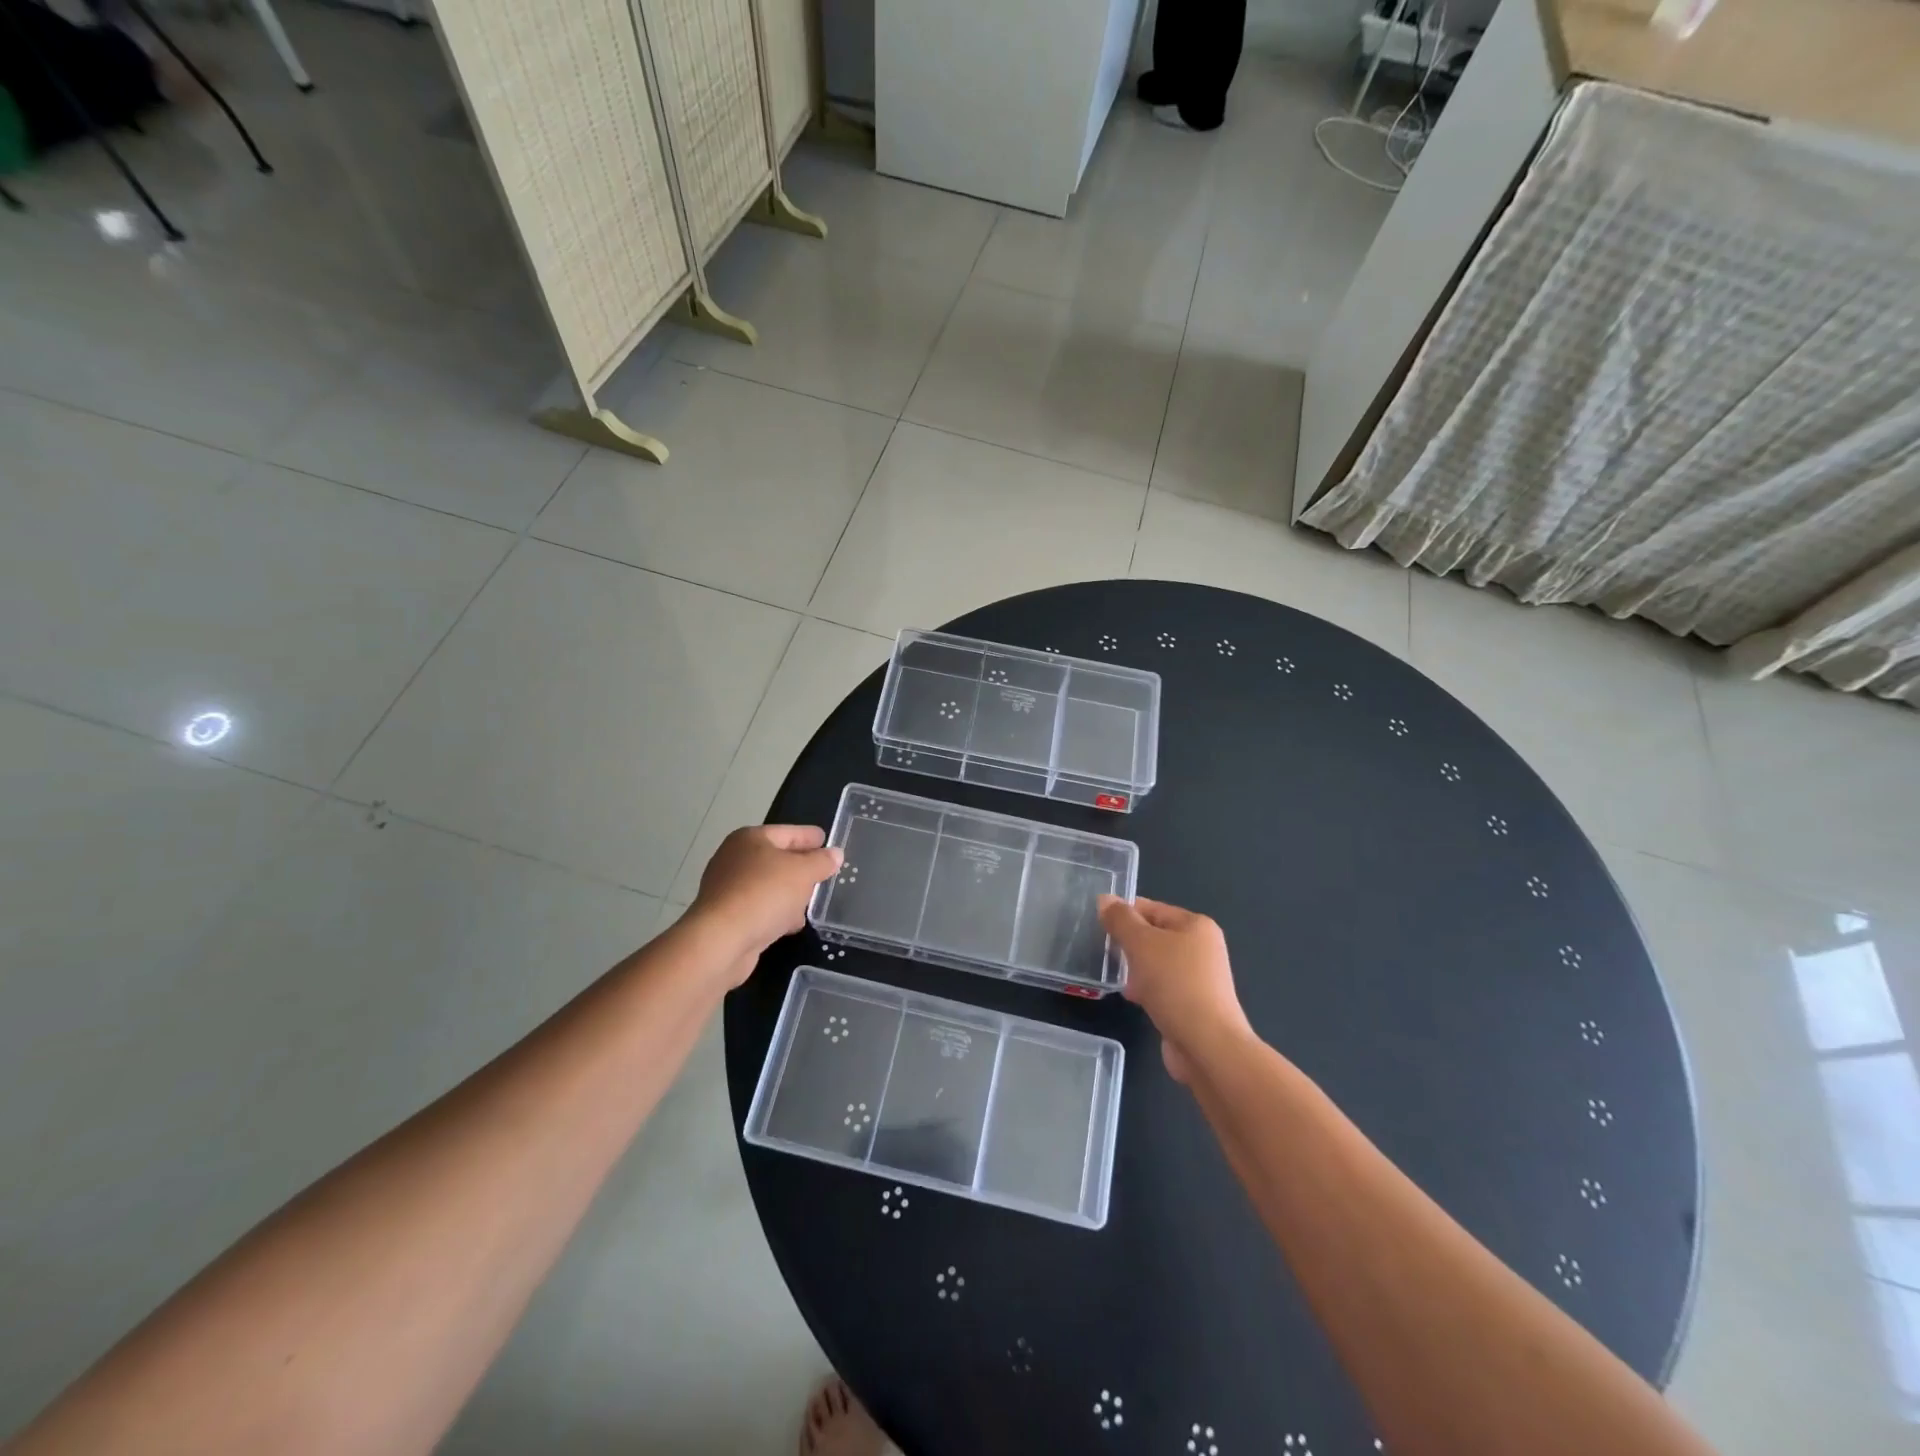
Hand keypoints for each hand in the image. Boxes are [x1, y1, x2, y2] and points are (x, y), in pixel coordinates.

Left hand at [692, 825, 841, 981]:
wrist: (721, 941)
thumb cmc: (764, 894)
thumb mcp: (803, 872)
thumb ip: (822, 861)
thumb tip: (835, 854)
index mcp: (750, 839)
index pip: (788, 832)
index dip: (809, 836)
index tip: (827, 840)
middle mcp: (734, 859)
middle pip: (776, 858)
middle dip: (800, 867)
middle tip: (824, 873)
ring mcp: (727, 889)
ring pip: (768, 886)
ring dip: (789, 894)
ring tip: (811, 902)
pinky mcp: (726, 917)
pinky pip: (759, 908)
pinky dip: (775, 913)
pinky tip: (790, 924)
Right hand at [1098, 895, 1252, 1082]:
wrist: (1206, 1045)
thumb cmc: (1175, 984)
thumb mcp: (1141, 944)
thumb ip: (1121, 920)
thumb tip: (1105, 899)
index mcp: (1196, 926)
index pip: (1152, 908)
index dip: (1125, 913)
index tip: (1098, 924)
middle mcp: (1202, 948)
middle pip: (1155, 936)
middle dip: (1129, 943)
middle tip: (1104, 950)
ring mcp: (1199, 978)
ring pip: (1156, 963)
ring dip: (1135, 968)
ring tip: (1114, 975)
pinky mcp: (1192, 1004)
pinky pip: (1162, 987)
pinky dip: (1146, 989)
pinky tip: (1132, 997)